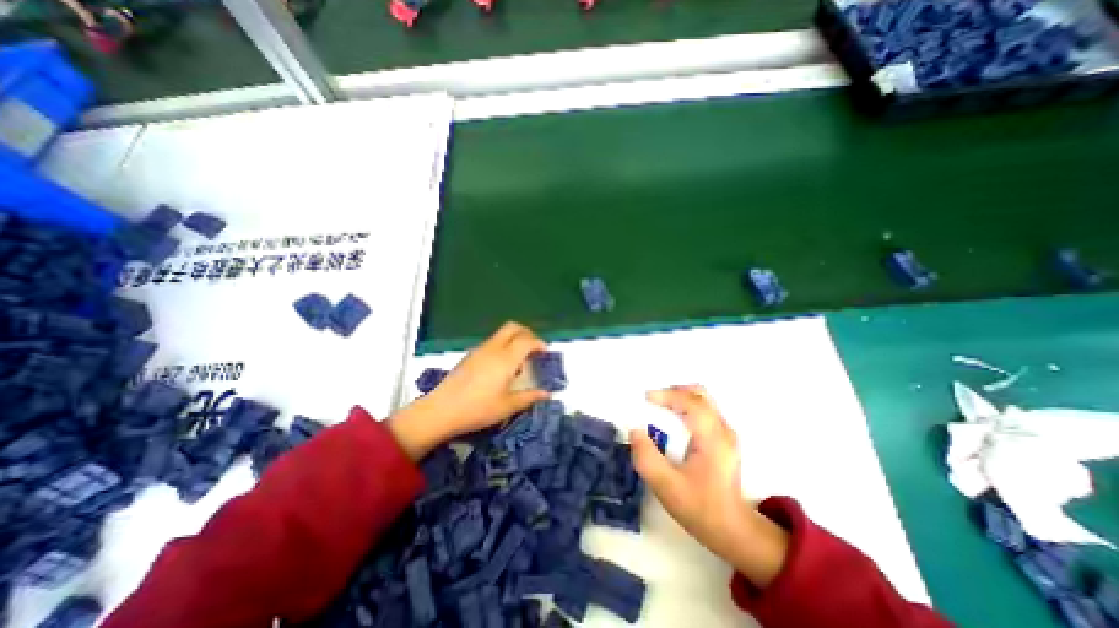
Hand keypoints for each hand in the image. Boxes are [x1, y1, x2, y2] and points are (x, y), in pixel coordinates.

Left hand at [391, 323, 548, 459]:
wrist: (441, 411)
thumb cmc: (478, 409)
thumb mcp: (507, 406)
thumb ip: (529, 397)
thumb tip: (546, 394)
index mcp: (505, 359)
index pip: (527, 340)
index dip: (539, 343)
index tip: (545, 352)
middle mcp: (493, 349)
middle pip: (513, 327)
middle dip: (527, 333)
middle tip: (534, 348)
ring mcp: (479, 350)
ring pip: (501, 333)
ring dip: (514, 339)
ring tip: (519, 360)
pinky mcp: (470, 355)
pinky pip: (492, 342)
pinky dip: (503, 346)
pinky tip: (501, 367)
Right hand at [629, 384, 785, 585]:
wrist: (733, 531)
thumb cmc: (700, 508)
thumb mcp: (666, 486)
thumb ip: (646, 458)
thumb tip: (635, 431)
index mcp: (712, 439)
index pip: (692, 403)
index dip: (668, 395)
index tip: (646, 398)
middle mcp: (723, 430)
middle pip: (700, 394)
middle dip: (674, 391)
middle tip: (653, 400)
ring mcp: (726, 433)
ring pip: (703, 399)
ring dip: (680, 397)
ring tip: (660, 407)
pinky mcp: (723, 438)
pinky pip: (704, 409)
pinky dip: (686, 406)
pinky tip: (673, 420)